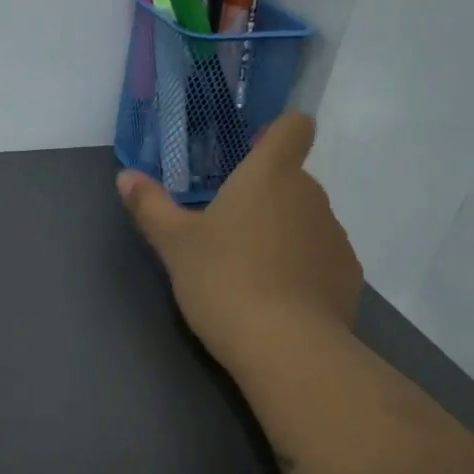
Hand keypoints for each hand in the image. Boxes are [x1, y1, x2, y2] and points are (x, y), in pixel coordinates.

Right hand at [117, 113, 362, 369]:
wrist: (284, 346)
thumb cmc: (223, 280)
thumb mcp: (175, 245)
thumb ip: (151, 207)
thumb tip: (125, 177)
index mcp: (270, 175)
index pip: (294, 127)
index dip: (279, 133)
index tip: (256, 154)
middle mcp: (311, 195)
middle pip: (293, 182)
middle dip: (265, 200)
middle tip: (228, 236)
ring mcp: (335, 237)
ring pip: (306, 223)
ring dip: (283, 237)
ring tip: (251, 276)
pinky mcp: (348, 276)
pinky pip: (321, 261)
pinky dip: (303, 272)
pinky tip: (279, 303)